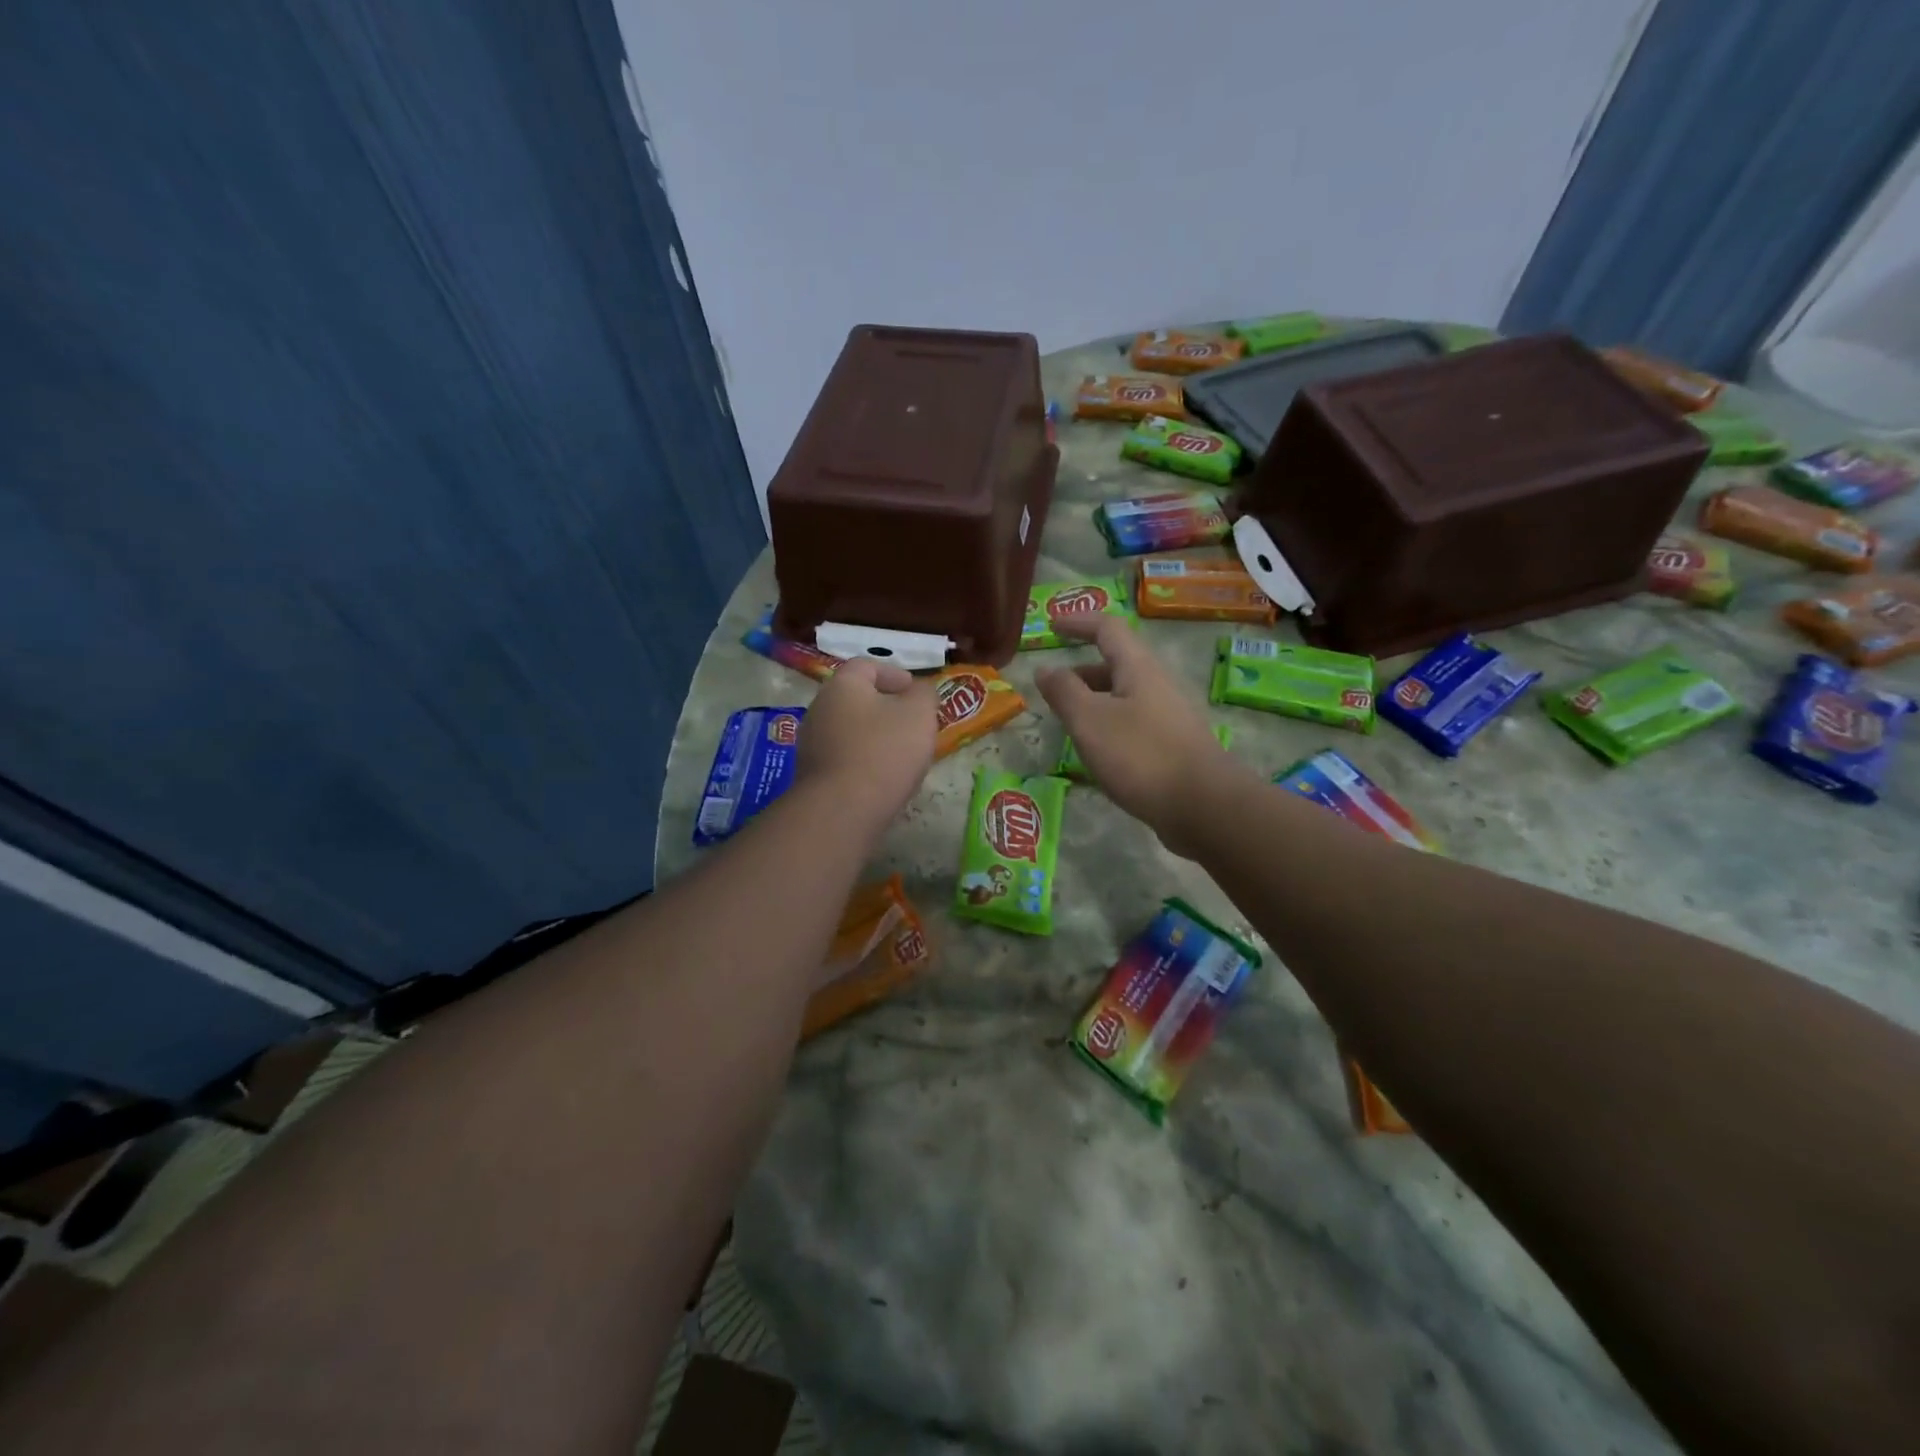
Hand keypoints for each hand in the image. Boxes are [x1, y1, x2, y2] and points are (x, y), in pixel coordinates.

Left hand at [794, 658, 936, 836]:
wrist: (842, 809)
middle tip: (912, 722)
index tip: (915, 691)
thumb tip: (919, 690)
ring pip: (849, 729)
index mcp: (842, 685)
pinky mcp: (811, 774)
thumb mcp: (919, 715)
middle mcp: (819, 708)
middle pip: (855, 698)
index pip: (866, 665)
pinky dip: (863, 759)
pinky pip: (842, 756)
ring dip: (874, 735)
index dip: (894, 673)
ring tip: (901, 753)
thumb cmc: (884, 751)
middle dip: (885, 707)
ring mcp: (811, 743)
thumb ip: (924, 694)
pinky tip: (881, 777)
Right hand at [1034, 615, 1241, 856]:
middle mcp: (1157, 685)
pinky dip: (1108, 728)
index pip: (1107, 629)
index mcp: (1138, 668)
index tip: (1051, 625)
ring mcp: (1168, 716)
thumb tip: (1044, 668)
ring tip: (1068, 725)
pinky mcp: (1172, 746)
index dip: (1078, 622)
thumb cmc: (1141, 755)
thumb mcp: (1090, 721)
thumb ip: (1064, 692)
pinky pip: (1132, 724)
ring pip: (1123, 697)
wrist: (1204, 806)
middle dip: (1081, 672)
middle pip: (1116, 664)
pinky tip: (1097, 754)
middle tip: (1052, 690)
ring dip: (1093, 702)